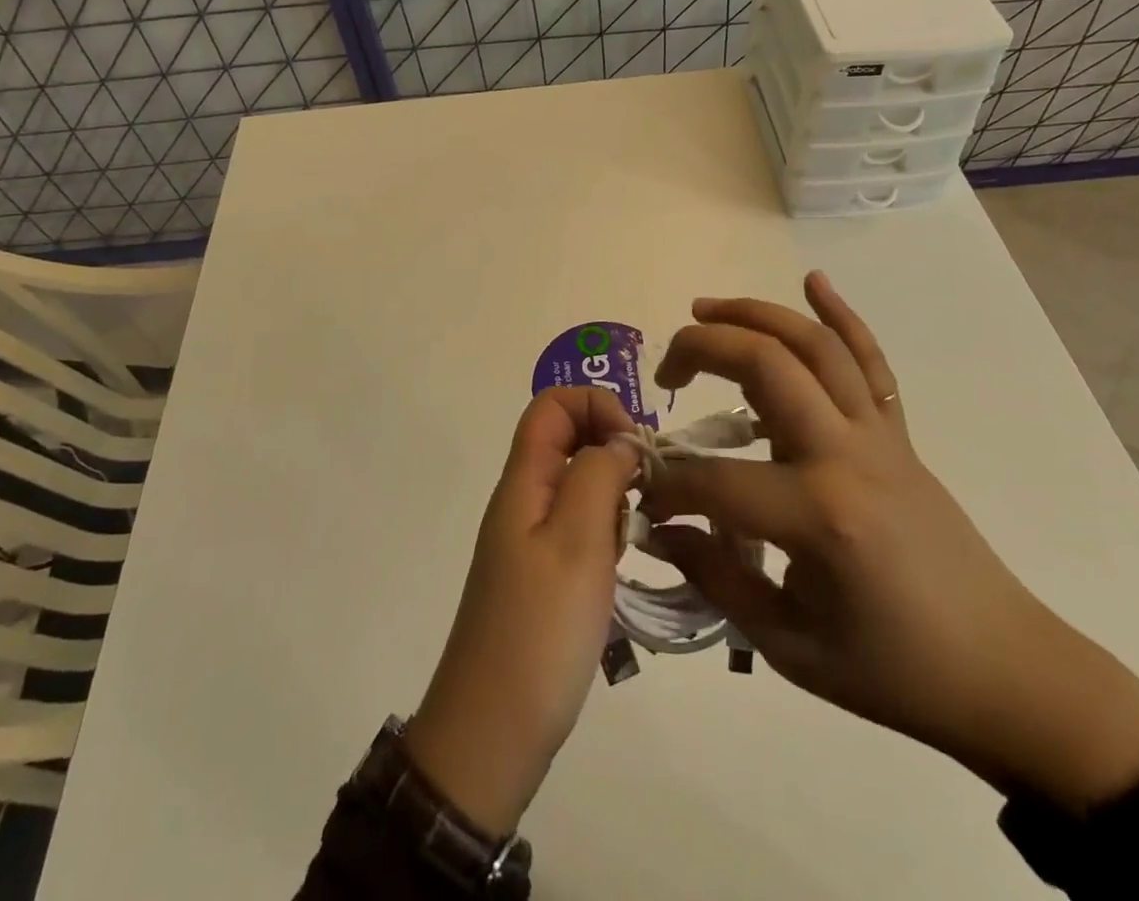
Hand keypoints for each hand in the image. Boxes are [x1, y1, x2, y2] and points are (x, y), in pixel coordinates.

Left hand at [405, 386, 639, 837]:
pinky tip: (621, 566)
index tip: (635, 446)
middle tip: (648, 492)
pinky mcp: (542, 574)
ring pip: (578, 483)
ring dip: (613, 494)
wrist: (491, 734)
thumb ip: (599, 475)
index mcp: (523, 481)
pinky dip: (606, 531)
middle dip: (613, 449)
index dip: (595, 405)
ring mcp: (530, 539)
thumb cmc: (539, 630)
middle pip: (567, 439)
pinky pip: (578, 527)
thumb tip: (620, 440)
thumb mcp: (577, 542)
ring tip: (634, 535)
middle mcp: (523, 500)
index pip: (552, 405)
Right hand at [643, 272, 1138, 813]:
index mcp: (818, 515)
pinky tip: (814, 281)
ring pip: (814, 346)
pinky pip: (871, 361)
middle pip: (764, 365)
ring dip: (754, 315)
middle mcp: (846, 454)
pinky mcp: (900, 434)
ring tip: (705, 309)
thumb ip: (717, 578)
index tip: (643, 497)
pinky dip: (843, 314)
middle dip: (701, 350)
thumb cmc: (895, 671)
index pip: (714, 480)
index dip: (667, 486)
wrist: (1006, 673)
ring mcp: (878, 435)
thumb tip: (661, 529)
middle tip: (666, 373)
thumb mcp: (793, 646)